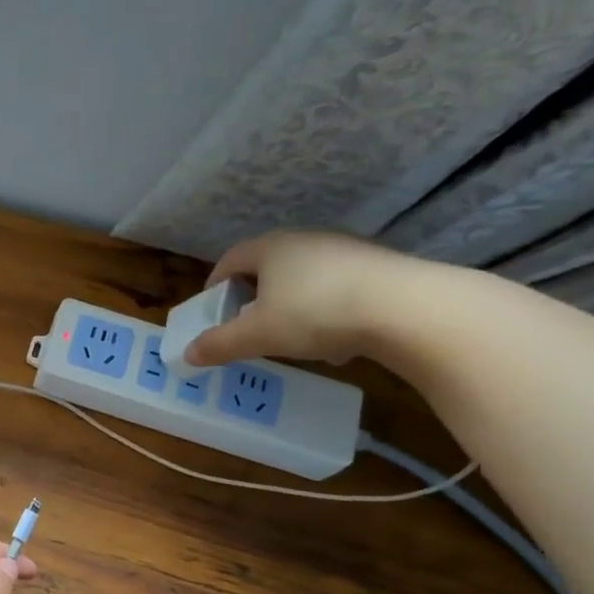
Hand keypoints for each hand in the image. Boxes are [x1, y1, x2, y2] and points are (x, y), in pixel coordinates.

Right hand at [184, 230, 425, 366]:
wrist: (406, 308)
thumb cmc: (314, 313)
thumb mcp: (257, 336)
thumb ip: (219, 344)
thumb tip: (187, 353)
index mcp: (270, 248)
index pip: (230, 260)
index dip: (215, 285)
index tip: (211, 311)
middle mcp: (306, 240)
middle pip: (267, 268)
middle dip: (253, 298)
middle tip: (246, 327)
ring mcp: (345, 251)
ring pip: (303, 280)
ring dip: (290, 307)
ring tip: (290, 340)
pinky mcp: (377, 268)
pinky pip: (336, 290)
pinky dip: (325, 312)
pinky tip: (333, 342)